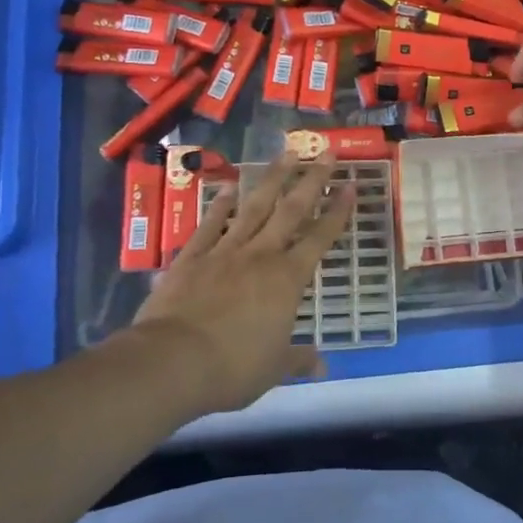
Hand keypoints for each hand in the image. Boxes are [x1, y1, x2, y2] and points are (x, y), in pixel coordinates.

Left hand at [129, 158, 354, 414]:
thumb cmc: (232, 368)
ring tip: (287, 153)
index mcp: (287, 279)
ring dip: (273, 179)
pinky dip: (221, 205)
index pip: (320, 238)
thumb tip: (322, 366)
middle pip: (291, 211)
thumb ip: (298, 360)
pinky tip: (231, 187)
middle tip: (326, 153)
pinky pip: (211, 224)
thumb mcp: (273, 368)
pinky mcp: (192, 257)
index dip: (338, 212)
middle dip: (312, 181)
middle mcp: (260, 255)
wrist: (171, 362)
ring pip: (254, 207)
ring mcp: (224, 252)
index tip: (351, 185)